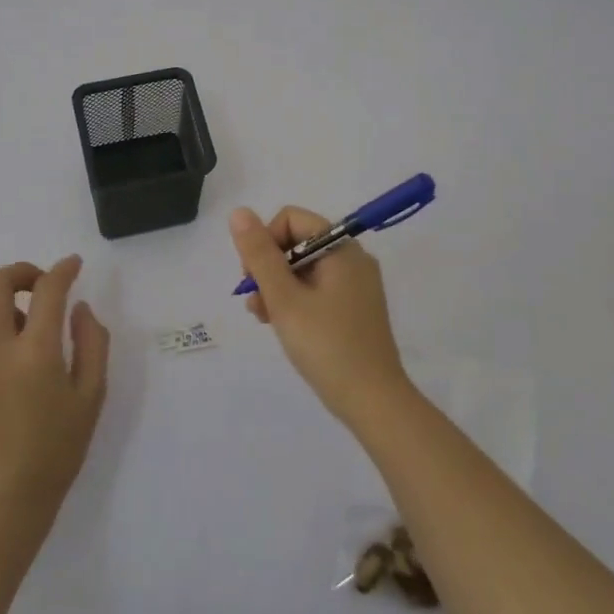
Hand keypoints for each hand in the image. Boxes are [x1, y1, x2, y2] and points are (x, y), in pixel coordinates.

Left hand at [0, 256, 109, 525]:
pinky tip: (16, 350)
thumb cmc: (57, 449)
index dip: (62, 270)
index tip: (74, 265)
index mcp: (34, 352)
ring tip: (31, 319)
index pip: (46, 290)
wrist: (4, 499)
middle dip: (20, 272)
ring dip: (5, 297)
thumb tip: (79, 310)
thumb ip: (92, 344)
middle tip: (43, 286)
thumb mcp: (91, 396)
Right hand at [230, 206, 411, 427]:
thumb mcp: (284, 298)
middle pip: (297, 243)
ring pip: (304, 268)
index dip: (265, 240)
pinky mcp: (355, 308)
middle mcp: (352, 259)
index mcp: (341, 248)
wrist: (374, 402)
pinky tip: (282, 325)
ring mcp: (356, 285)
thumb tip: (239, 212)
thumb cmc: (326, 345)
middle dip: (268, 268)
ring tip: (264, 318)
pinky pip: (318, 289)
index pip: (291, 219)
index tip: (254, 277)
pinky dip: (296, 300)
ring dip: (277, 287)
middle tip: (256, 303)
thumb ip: (259, 254)